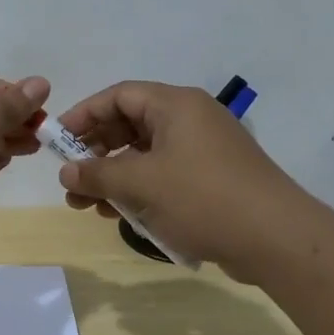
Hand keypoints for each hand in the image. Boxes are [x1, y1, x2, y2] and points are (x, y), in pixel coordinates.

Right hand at [55, 81, 310, 280]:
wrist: (276, 238)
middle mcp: (191, 119)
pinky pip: (165, 174)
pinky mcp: (213, 178)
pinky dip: (140, 189)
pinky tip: (120, 214)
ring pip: (146, 154)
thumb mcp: (141, 184)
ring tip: (87, 205)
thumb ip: (98, 174)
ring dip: (114, 176)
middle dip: (96, 153)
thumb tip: (66, 173)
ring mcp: (204, 149)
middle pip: (130, 124)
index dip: (83, 115)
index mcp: (175, 105)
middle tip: (71, 180)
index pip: (118, 96)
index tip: (57, 141)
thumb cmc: (202, 198)